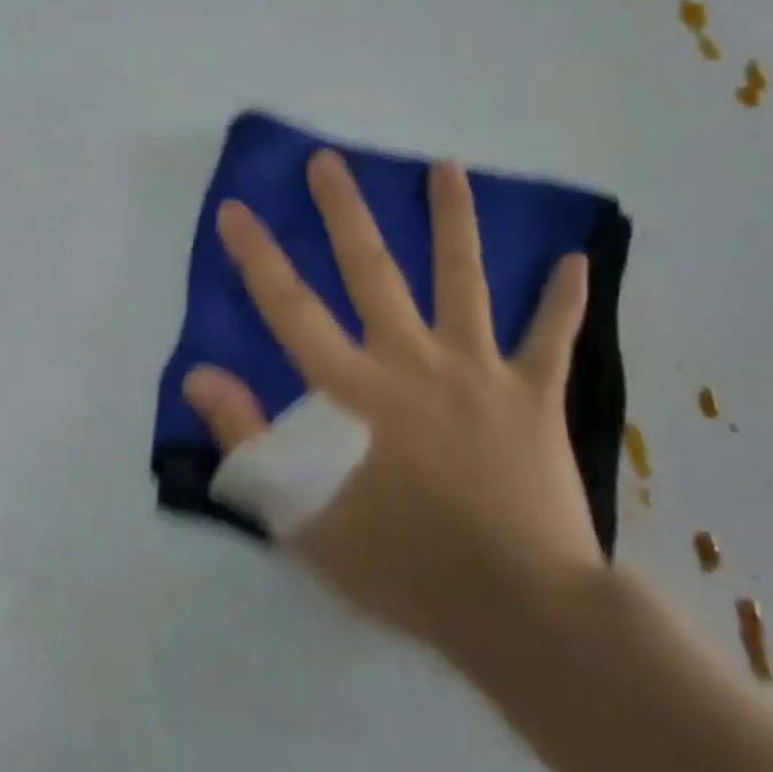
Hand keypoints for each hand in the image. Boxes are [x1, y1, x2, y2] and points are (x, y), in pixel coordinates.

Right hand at [181, 153, 602, 665]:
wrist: (519, 610)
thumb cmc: (398, 562)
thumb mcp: (297, 510)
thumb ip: (244, 436)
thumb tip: (199, 375)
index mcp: (352, 390)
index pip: (290, 308)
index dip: (257, 256)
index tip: (236, 208)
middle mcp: (411, 362)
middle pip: (372, 270)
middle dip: (344, 212)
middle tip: (328, 161)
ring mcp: (479, 373)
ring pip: (463, 281)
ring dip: (452, 220)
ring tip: (445, 168)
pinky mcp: (534, 398)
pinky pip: (551, 339)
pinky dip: (561, 300)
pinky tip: (574, 260)